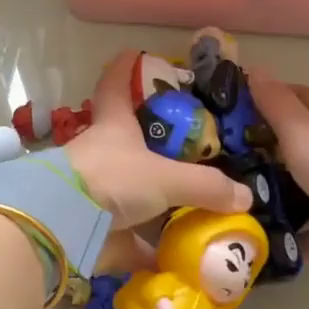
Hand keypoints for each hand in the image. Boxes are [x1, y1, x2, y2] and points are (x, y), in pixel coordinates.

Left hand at [66, 52, 251, 229]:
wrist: (63, 224)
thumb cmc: (111, 179)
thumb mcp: (165, 177)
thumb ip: (205, 186)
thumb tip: (245, 196)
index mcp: (113, 127)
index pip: (115, 86)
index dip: (124, 68)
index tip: (132, 54)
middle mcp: (100, 153)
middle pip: (121, 137)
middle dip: (144, 137)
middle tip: (178, 140)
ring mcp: (93, 190)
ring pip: (126, 187)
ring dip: (150, 196)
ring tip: (187, 200)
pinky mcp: (91, 226)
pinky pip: (126, 236)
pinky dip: (147, 246)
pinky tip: (173, 255)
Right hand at [248, 72, 308, 267]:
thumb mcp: (299, 128)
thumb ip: (276, 102)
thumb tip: (256, 67)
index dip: (279, 94)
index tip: (246, 103)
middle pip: (308, 141)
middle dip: (274, 143)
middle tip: (234, 149)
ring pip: (306, 182)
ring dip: (279, 185)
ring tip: (240, 187)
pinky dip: (288, 222)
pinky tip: (261, 222)